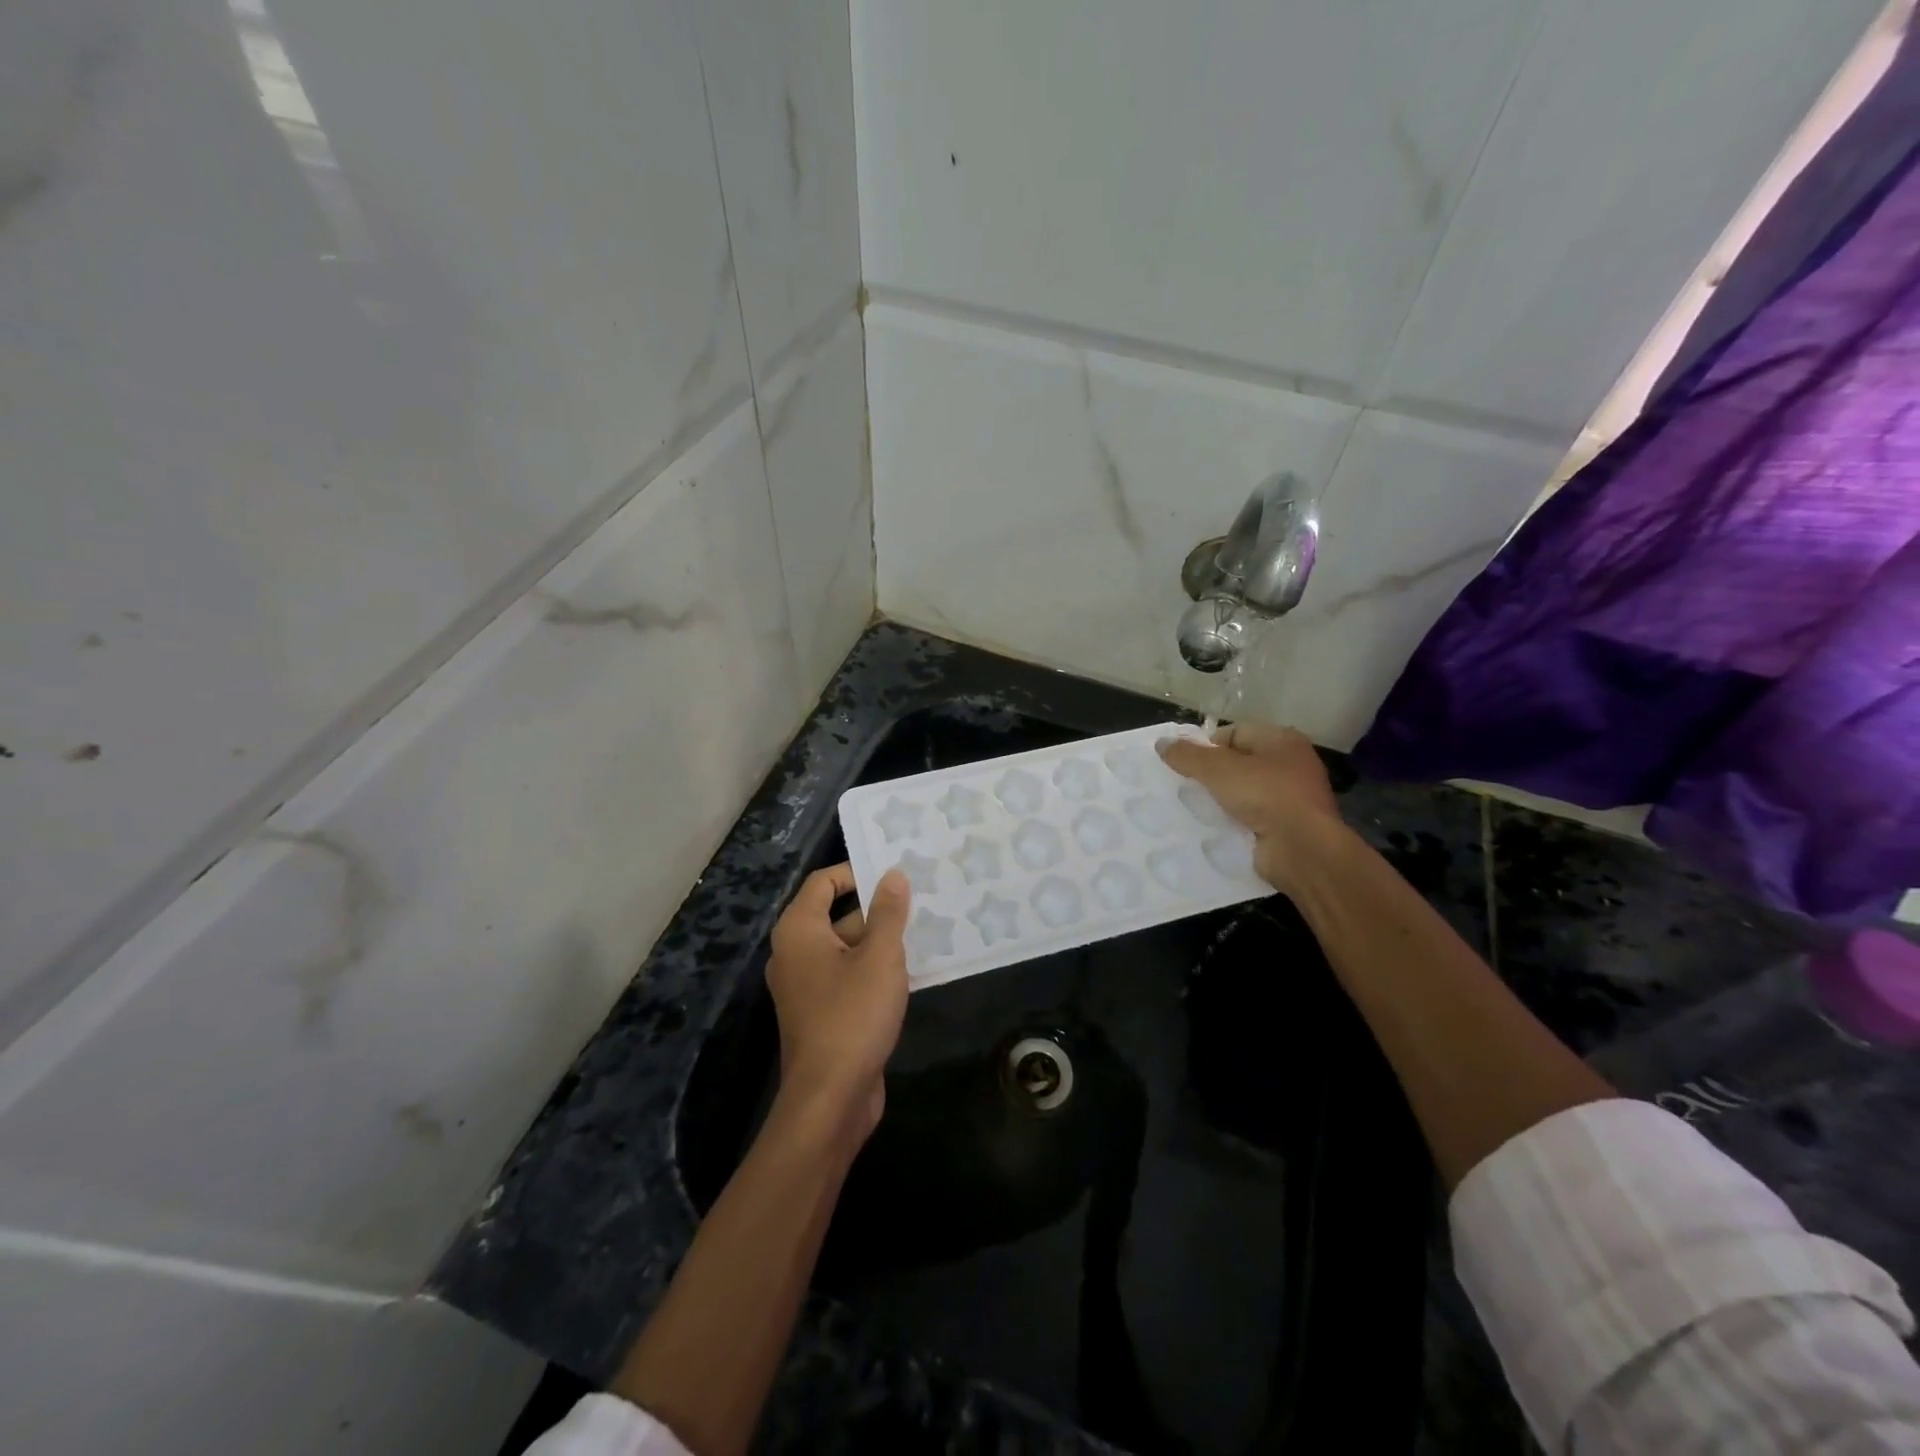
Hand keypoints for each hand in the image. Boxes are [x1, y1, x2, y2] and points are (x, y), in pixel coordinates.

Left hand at [765, 863, 910, 1140]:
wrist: (830, 1099)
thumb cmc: (852, 1016)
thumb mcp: (880, 958)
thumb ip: (888, 913)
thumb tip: (893, 875)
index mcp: (798, 931)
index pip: (823, 882)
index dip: (857, 872)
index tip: (895, 873)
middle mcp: (795, 953)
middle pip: (837, 915)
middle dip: (877, 909)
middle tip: (920, 900)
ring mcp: (807, 986)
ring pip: (847, 948)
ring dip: (881, 941)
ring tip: (926, 931)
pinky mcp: (822, 1013)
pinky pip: (848, 976)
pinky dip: (874, 969)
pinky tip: (913, 970)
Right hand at [1158, 723, 1345, 893]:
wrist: (1302, 849)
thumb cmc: (1265, 795)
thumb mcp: (1218, 769)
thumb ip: (1188, 755)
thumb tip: (1161, 743)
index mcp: (1282, 741)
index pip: (1236, 732)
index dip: (1208, 745)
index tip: (1186, 764)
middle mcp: (1291, 765)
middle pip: (1239, 763)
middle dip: (1211, 774)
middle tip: (1185, 786)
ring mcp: (1291, 798)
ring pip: (1243, 792)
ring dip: (1220, 800)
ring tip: (1194, 808)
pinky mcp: (1286, 827)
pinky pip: (1250, 818)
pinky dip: (1232, 821)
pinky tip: (1213, 828)